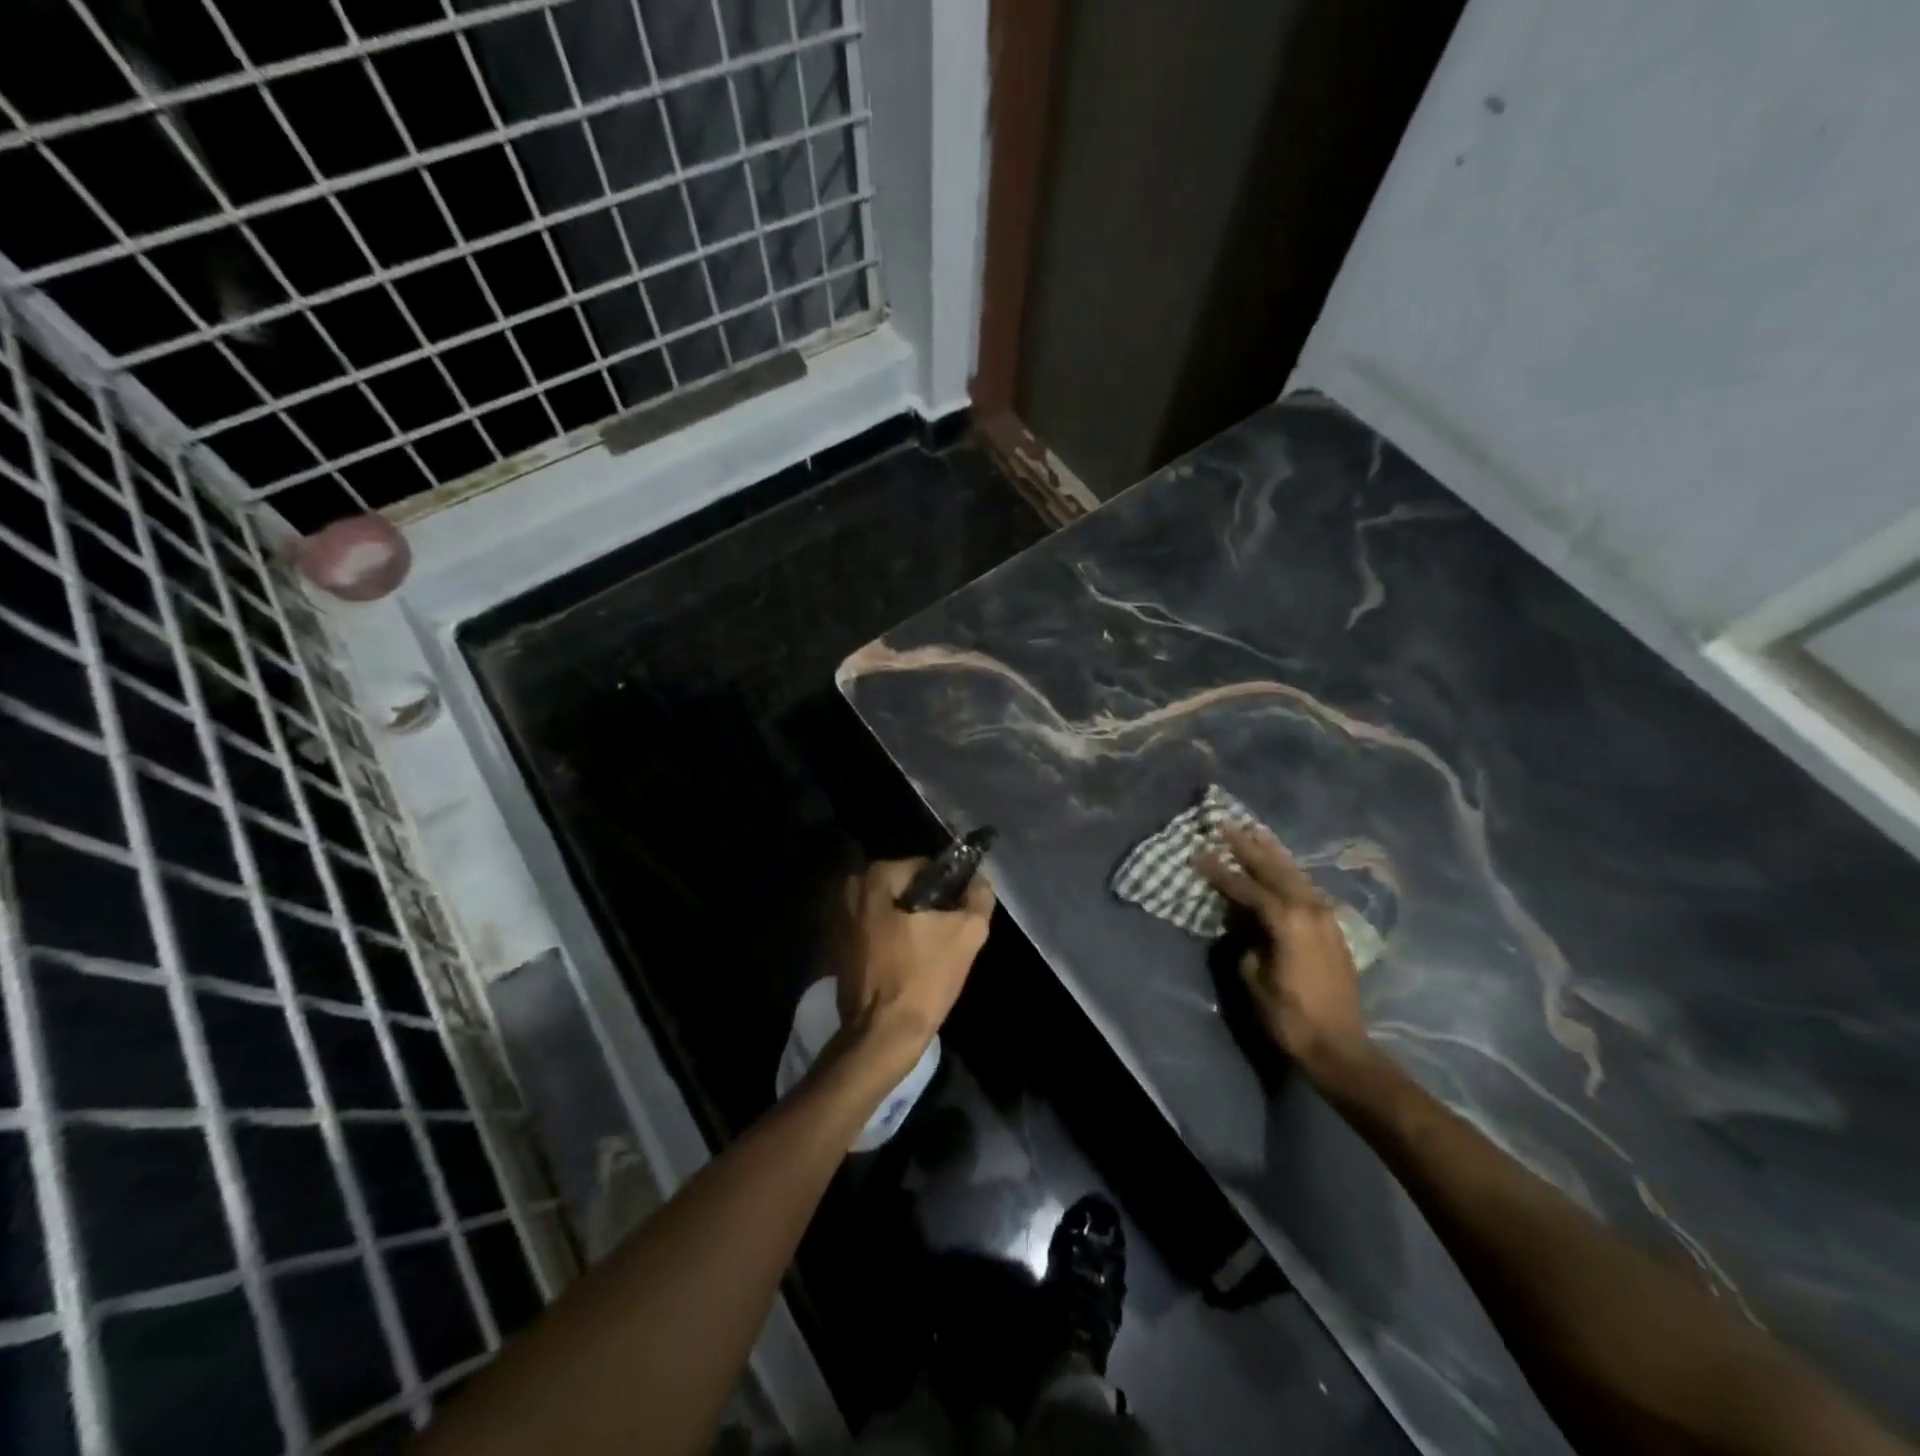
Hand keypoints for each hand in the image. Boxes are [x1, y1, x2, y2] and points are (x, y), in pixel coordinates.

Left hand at [836, 859, 994, 1076]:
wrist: (883, 1036)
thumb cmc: (923, 979)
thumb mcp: (968, 933)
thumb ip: (979, 897)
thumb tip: (979, 881)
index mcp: (875, 878)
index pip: (925, 868)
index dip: (949, 889)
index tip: (958, 915)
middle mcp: (849, 891)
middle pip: (905, 889)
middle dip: (927, 907)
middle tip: (947, 935)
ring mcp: (838, 920)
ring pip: (890, 911)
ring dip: (910, 925)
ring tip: (930, 953)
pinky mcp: (836, 948)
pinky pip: (875, 932)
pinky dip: (892, 941)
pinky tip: (909, 964)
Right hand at [1196, 822, 1370, 1078]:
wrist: (1340, 1047)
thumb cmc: (1289, 1015)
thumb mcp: (1253, 977)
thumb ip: (1247, 942)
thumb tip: (1247, 927)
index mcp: (1287, 920)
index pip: (1246, 887)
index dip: (1219, 870)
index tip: (1197, 852)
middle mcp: (1310, 909)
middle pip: (1274, 869)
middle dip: (1248, 847)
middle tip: (1226, 824)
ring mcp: (1326, 917)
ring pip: (1295, 874)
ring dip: (1273, 853)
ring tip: (1255, 831)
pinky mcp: (1333, 929)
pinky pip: (1307, 889)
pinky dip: (1290, 872)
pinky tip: (1282, 866)